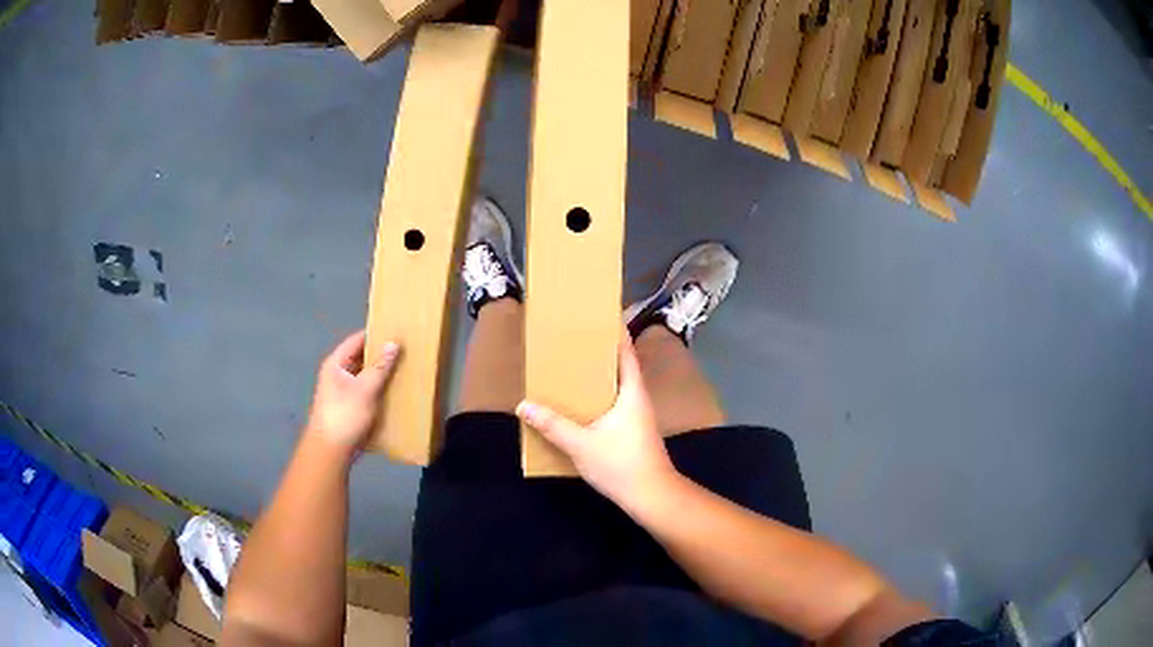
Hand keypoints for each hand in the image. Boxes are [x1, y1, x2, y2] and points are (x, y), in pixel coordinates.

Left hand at [305, 331, 399, 454]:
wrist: (330, 450)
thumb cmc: (345, 415)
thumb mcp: (365, 389)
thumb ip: (380, 366)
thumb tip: (393, 343)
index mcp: (336, 364)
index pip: (356, 340)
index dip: (375, 334)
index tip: (396, 330)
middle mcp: (337, 374)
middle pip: (360, 357)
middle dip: (380, 355)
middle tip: (404, 350)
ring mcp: (342, 392)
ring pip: (364, 376)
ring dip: (380, 374)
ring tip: (403, 369)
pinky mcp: (349, 407)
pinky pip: (366, 391)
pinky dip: (378, 390)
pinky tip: (394, 393)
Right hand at [517, 334, 677, 510]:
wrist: (652, 496)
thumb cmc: (621, 464)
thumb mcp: (581, 444)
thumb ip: (553, 425)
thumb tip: (524, 406)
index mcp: (632, 392)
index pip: (626, 353)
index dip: (616, 334)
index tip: (601, 317)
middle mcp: (638, 399)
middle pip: (621, 368)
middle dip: (600, 355)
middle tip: (575, 342)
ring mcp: (638, 417)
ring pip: (617, 388)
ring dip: (599, 378)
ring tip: (573, 370)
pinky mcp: (633, 432)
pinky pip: (614, 405)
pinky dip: (599, 399)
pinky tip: (581, 406)